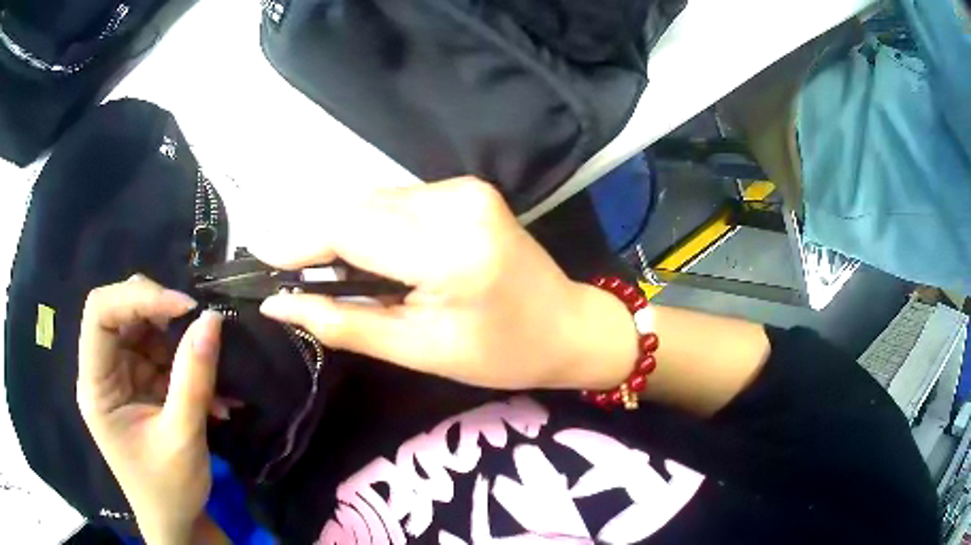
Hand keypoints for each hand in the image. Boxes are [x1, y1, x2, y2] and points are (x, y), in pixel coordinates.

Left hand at [77, 275, 223, 543]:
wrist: (177, 522)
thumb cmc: (170, 490)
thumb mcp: (183, 438)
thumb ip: (194, 379)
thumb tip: (212, 319)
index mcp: (96, 386)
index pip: (100, 313)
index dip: (137, 298)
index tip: (183, 308)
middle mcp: (103, 372)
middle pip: (120, 312)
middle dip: (160, 313)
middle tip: (197, 325)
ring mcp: (121, 377)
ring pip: (144, 329)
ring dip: (180, 343)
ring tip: (213, 374)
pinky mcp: (140, 385)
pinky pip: (161, 355)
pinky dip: (187, 365)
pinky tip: (213, 395)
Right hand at [256, 178, 637, 390]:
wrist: (567, 326)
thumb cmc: (501, 353)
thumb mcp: (418, 350)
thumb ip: (343, 323)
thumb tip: (278, 305)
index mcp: (449, 250)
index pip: (348, 229)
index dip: (296, 243)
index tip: (260, 262)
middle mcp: (456, 202)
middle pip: (357, 207)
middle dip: (316, 239)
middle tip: (294, 278)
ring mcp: (464, 188)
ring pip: (374, 200)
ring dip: (344, 232)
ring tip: (334, 274)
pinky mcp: (466, 188)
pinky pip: (399, 200)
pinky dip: (374, 225)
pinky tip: (376, 257)